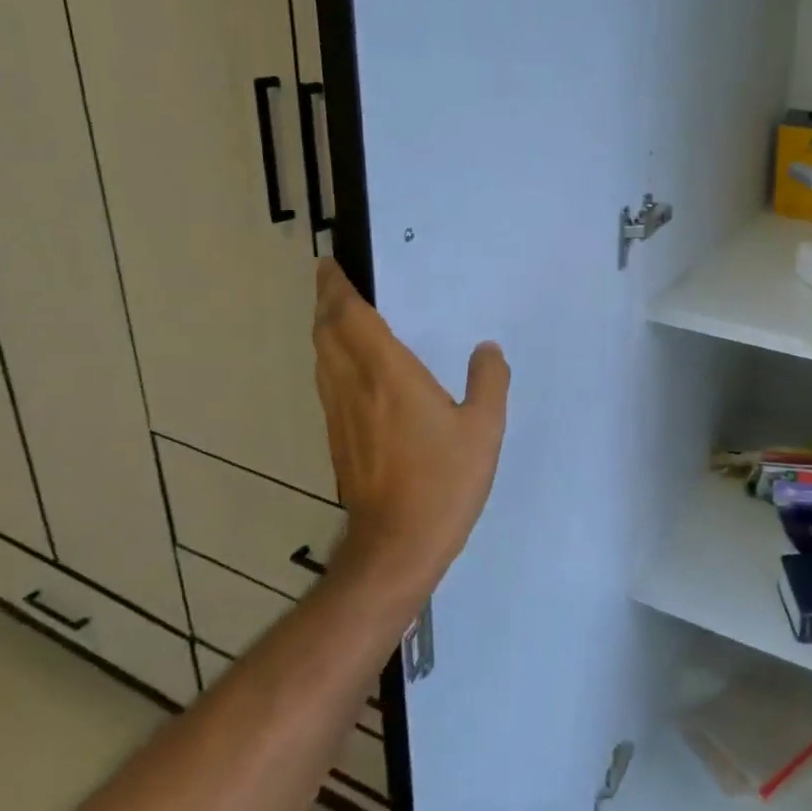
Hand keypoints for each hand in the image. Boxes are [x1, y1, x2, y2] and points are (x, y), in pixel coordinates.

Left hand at [311, 259, 509, 603]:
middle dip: (326, 302)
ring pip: (322, 359)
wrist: (397, 544)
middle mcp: (355, 387)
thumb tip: (487, 349)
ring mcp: (340, 415)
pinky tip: (349, 370)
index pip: (351, 318)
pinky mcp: (338, 439)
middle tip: (332, 282)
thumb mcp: (484, 428)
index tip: (330, 266)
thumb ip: (489, 381)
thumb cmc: (444, 481)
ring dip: (325, 330)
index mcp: (388, 375)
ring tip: (337, 316)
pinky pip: (328, 383)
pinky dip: (331, 360)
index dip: (336, 289)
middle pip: (327, 333)